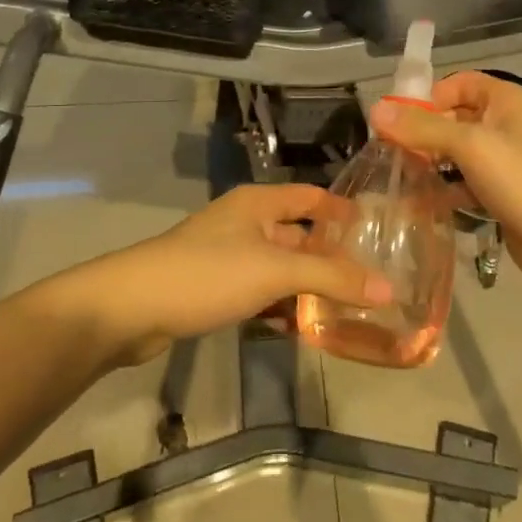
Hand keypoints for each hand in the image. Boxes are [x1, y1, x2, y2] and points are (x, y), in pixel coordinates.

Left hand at [59, 185, 391, 365]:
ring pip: (278, 265)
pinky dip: (280, 303)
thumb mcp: (275, 271)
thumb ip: (332, 277)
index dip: (342, 209)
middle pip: (296, 233)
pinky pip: (258, 290)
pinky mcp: (212, 287)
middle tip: (371, 278)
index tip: (378, 229)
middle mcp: (243, 223)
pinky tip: (300, 324)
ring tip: (347, 306)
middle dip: (330, 254)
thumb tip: (389, 289)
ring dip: (306, 283)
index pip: (310, 196)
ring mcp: (226, 256)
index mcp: (257, 203)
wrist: (131, 307)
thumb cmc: (207, 273)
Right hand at [369, 74, 521, 294]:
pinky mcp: (500, 194)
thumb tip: (375, 110)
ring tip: (398, 179)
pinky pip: (463, 184)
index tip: (400, 121)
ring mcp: (504, 162)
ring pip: (456, 154)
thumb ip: (423, 128)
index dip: (429, 97)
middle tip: (390, 154)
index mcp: (504, 101)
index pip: (458, 84)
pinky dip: (443, 191)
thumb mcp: (470, 146)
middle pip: (453, 119)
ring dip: (429, 164)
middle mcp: (504, 125)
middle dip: (422, 134)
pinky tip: (420, 204)